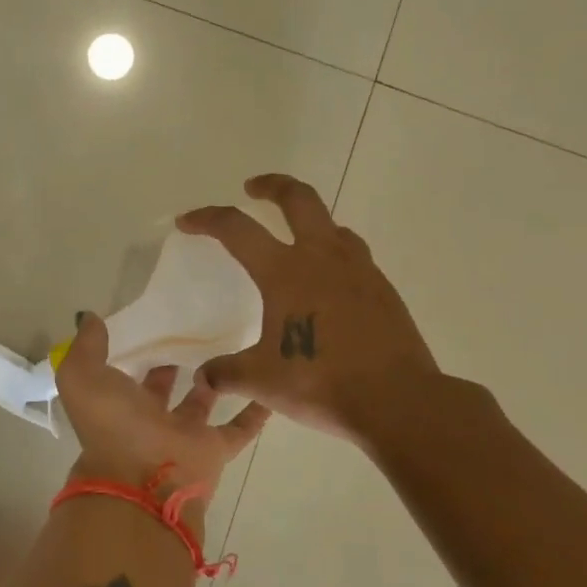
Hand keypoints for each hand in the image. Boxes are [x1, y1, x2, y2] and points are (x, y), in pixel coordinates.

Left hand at [55, 313, 267, 506]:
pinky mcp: (213, 449)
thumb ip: (87, 347)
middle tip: (189, 332)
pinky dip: (254, 412)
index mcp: (115, 404)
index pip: (123, 375)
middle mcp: (147, 420)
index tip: (148, 325)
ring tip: (228, 348)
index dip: (132, 353)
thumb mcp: (83, 377)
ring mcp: (181, 435)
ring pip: (200, 404)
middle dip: (169, 365)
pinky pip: (239, 428)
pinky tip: (268, 387)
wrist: (144, 480)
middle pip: (160, 389)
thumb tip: (91, 318)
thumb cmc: (113, 425)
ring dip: (211, 382)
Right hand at [177, 173, 438, 441]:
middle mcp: (323, 258)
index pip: (237, 229)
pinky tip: (328, 283)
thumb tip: (204, 376)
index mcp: (285, 272)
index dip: (207, 220)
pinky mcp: (383, 290)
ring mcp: (359, 271)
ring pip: (332, 225)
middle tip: (253, 188)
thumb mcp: (261, 381)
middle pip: (298, 199)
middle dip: (272, 186)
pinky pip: (354, 255)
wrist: (398, 401)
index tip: (187, 222)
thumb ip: (227, 373)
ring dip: (308, 220)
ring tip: (295, 239)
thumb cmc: (320, 382)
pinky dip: (333, 254)